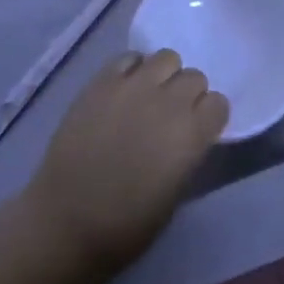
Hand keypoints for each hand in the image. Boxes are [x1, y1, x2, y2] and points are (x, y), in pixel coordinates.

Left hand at [23, 50, 228, 275]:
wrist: (65, 224)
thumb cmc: (126, 226)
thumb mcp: (175, 194)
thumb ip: (188, 153)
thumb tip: (190, 135)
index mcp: (191, 134)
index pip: (218, 103)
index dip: (209, 117)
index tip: (198, 131)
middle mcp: (167, 102)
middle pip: (195, 77)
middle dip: (189, 95)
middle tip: (171, 117)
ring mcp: (132, 87)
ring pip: (166, 58)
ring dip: (164, 76)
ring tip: (149, 97)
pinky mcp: (101, 82)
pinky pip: (128, 58)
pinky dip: (132, 70)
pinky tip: (124, 92)